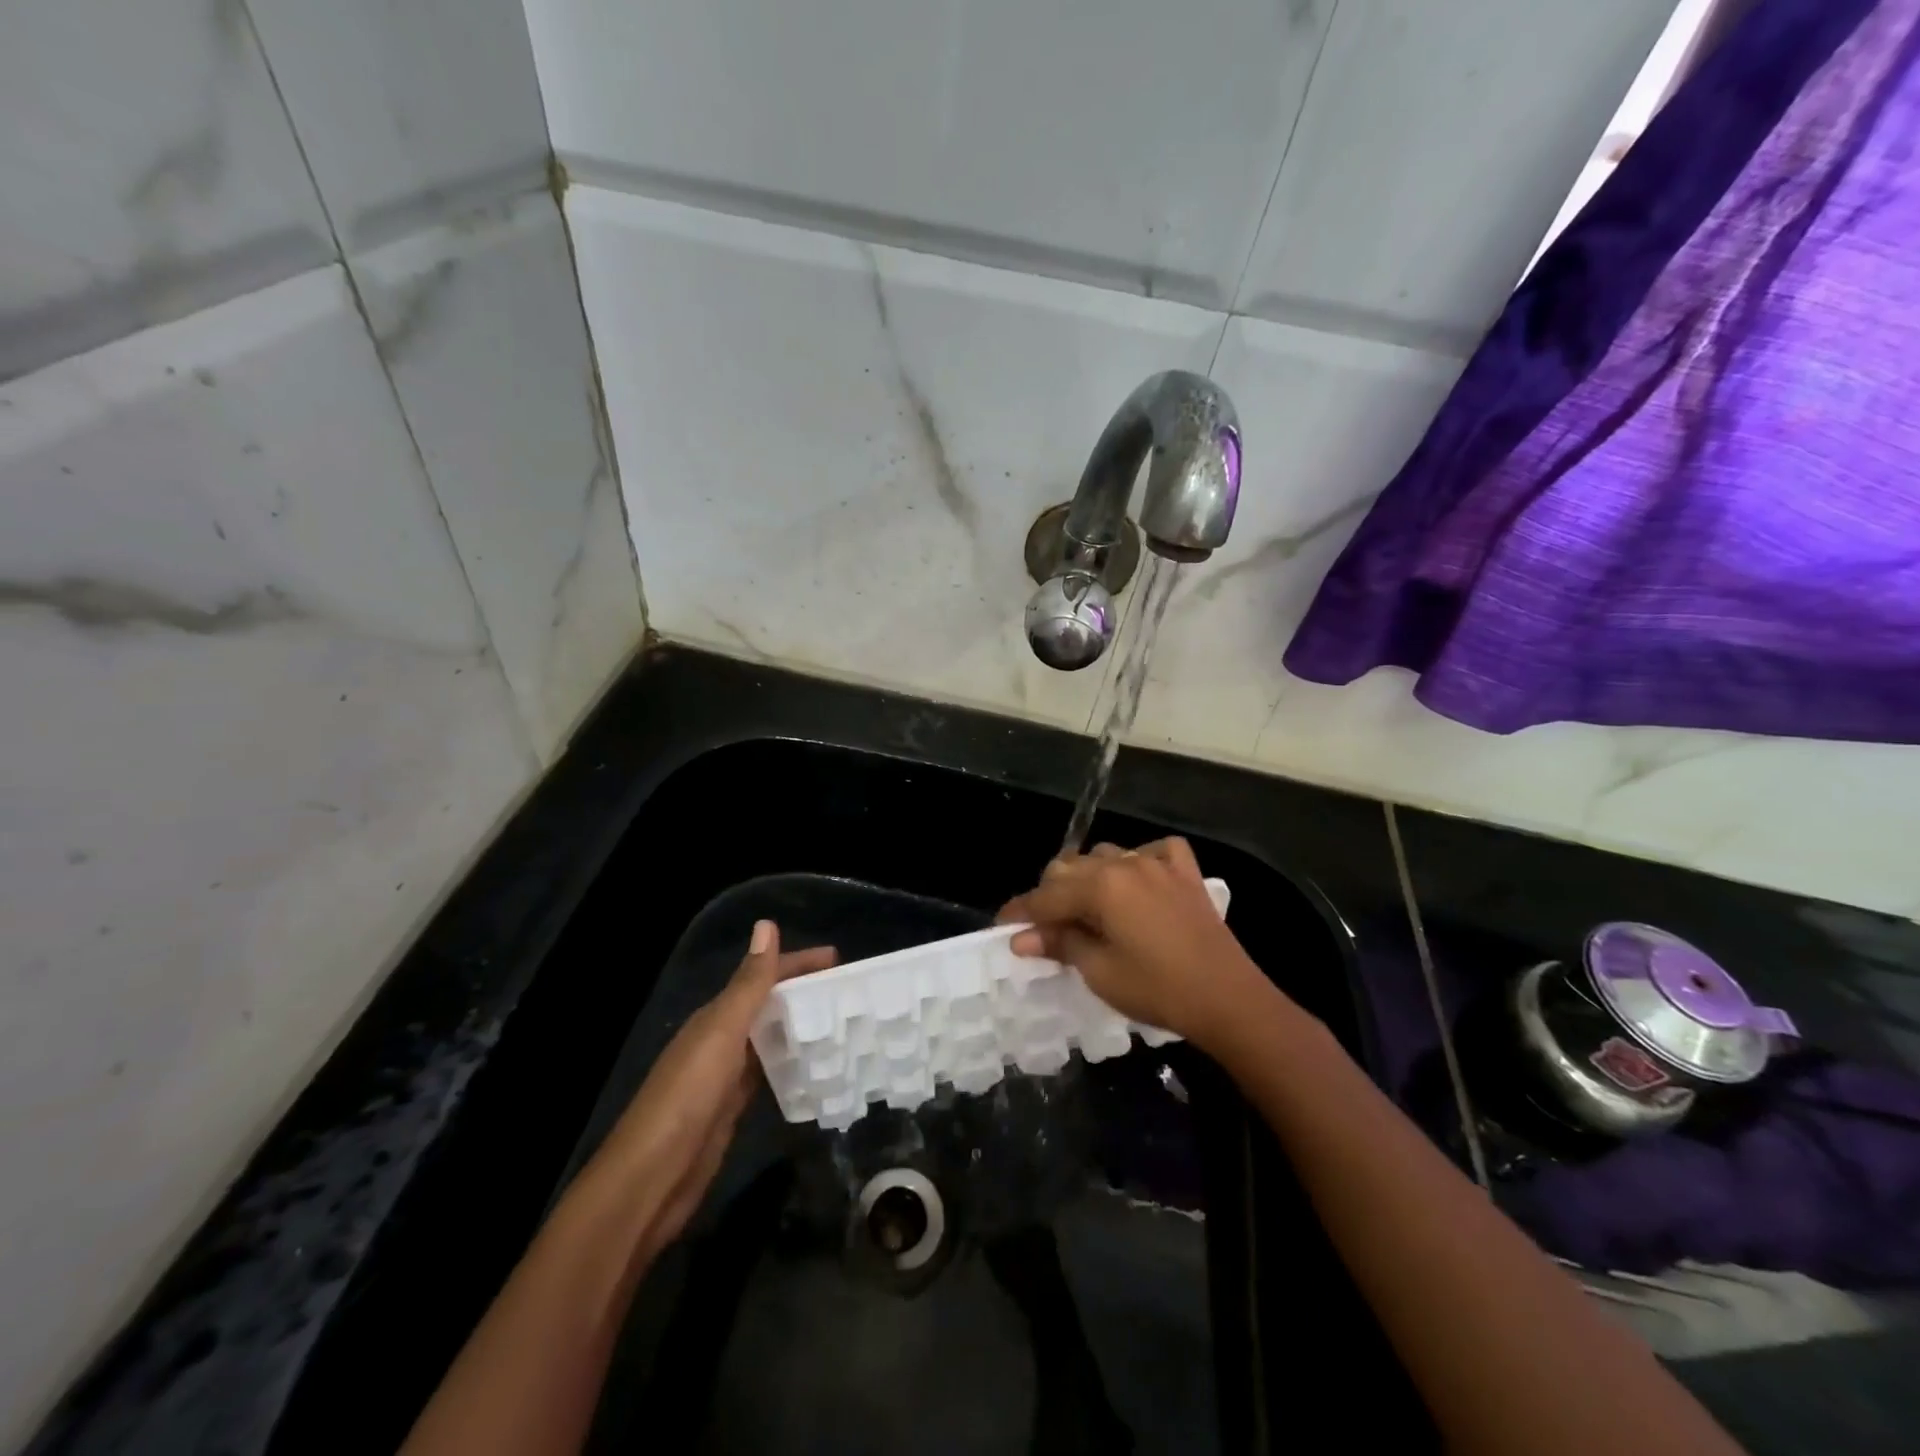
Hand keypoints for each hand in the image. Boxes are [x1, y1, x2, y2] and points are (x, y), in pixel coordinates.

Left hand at [580, 920, 834, 1254]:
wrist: (650, 1179)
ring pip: (770, 1037)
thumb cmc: (687, 1096)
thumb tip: (767, 924)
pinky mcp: (733, 1107)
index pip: (762, 975)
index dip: (797, 963)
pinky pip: (769, 1072)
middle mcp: (721, 1038)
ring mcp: (726, 1074)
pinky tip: (814, 1067)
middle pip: (769, 1004)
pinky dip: (791, 1063)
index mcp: (716, 1015)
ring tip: (842, 1024)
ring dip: (801, 1026)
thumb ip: (748, 984)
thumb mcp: (722, 1033)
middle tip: (850, 993)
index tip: (839, 959)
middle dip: (805, 993)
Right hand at [998, 838, 1274, 1051]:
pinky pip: (1154, 851)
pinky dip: (1138, 863)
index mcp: (1100, 886)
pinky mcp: (1185, 873)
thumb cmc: (1157, 989)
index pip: (1046, 896)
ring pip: (1106, 856)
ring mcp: (1158, 863)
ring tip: (1088, 910)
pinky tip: (1138, 883)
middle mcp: (1125, 863)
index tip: (1003, 927)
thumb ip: (1059, 944)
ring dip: (1089, 878)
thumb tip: (1021, 938)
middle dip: (1051, 895)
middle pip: (1070, 868)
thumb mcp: (1100, 972)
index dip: (1020, 912)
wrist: (1229, 998)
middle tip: (1045, 929)